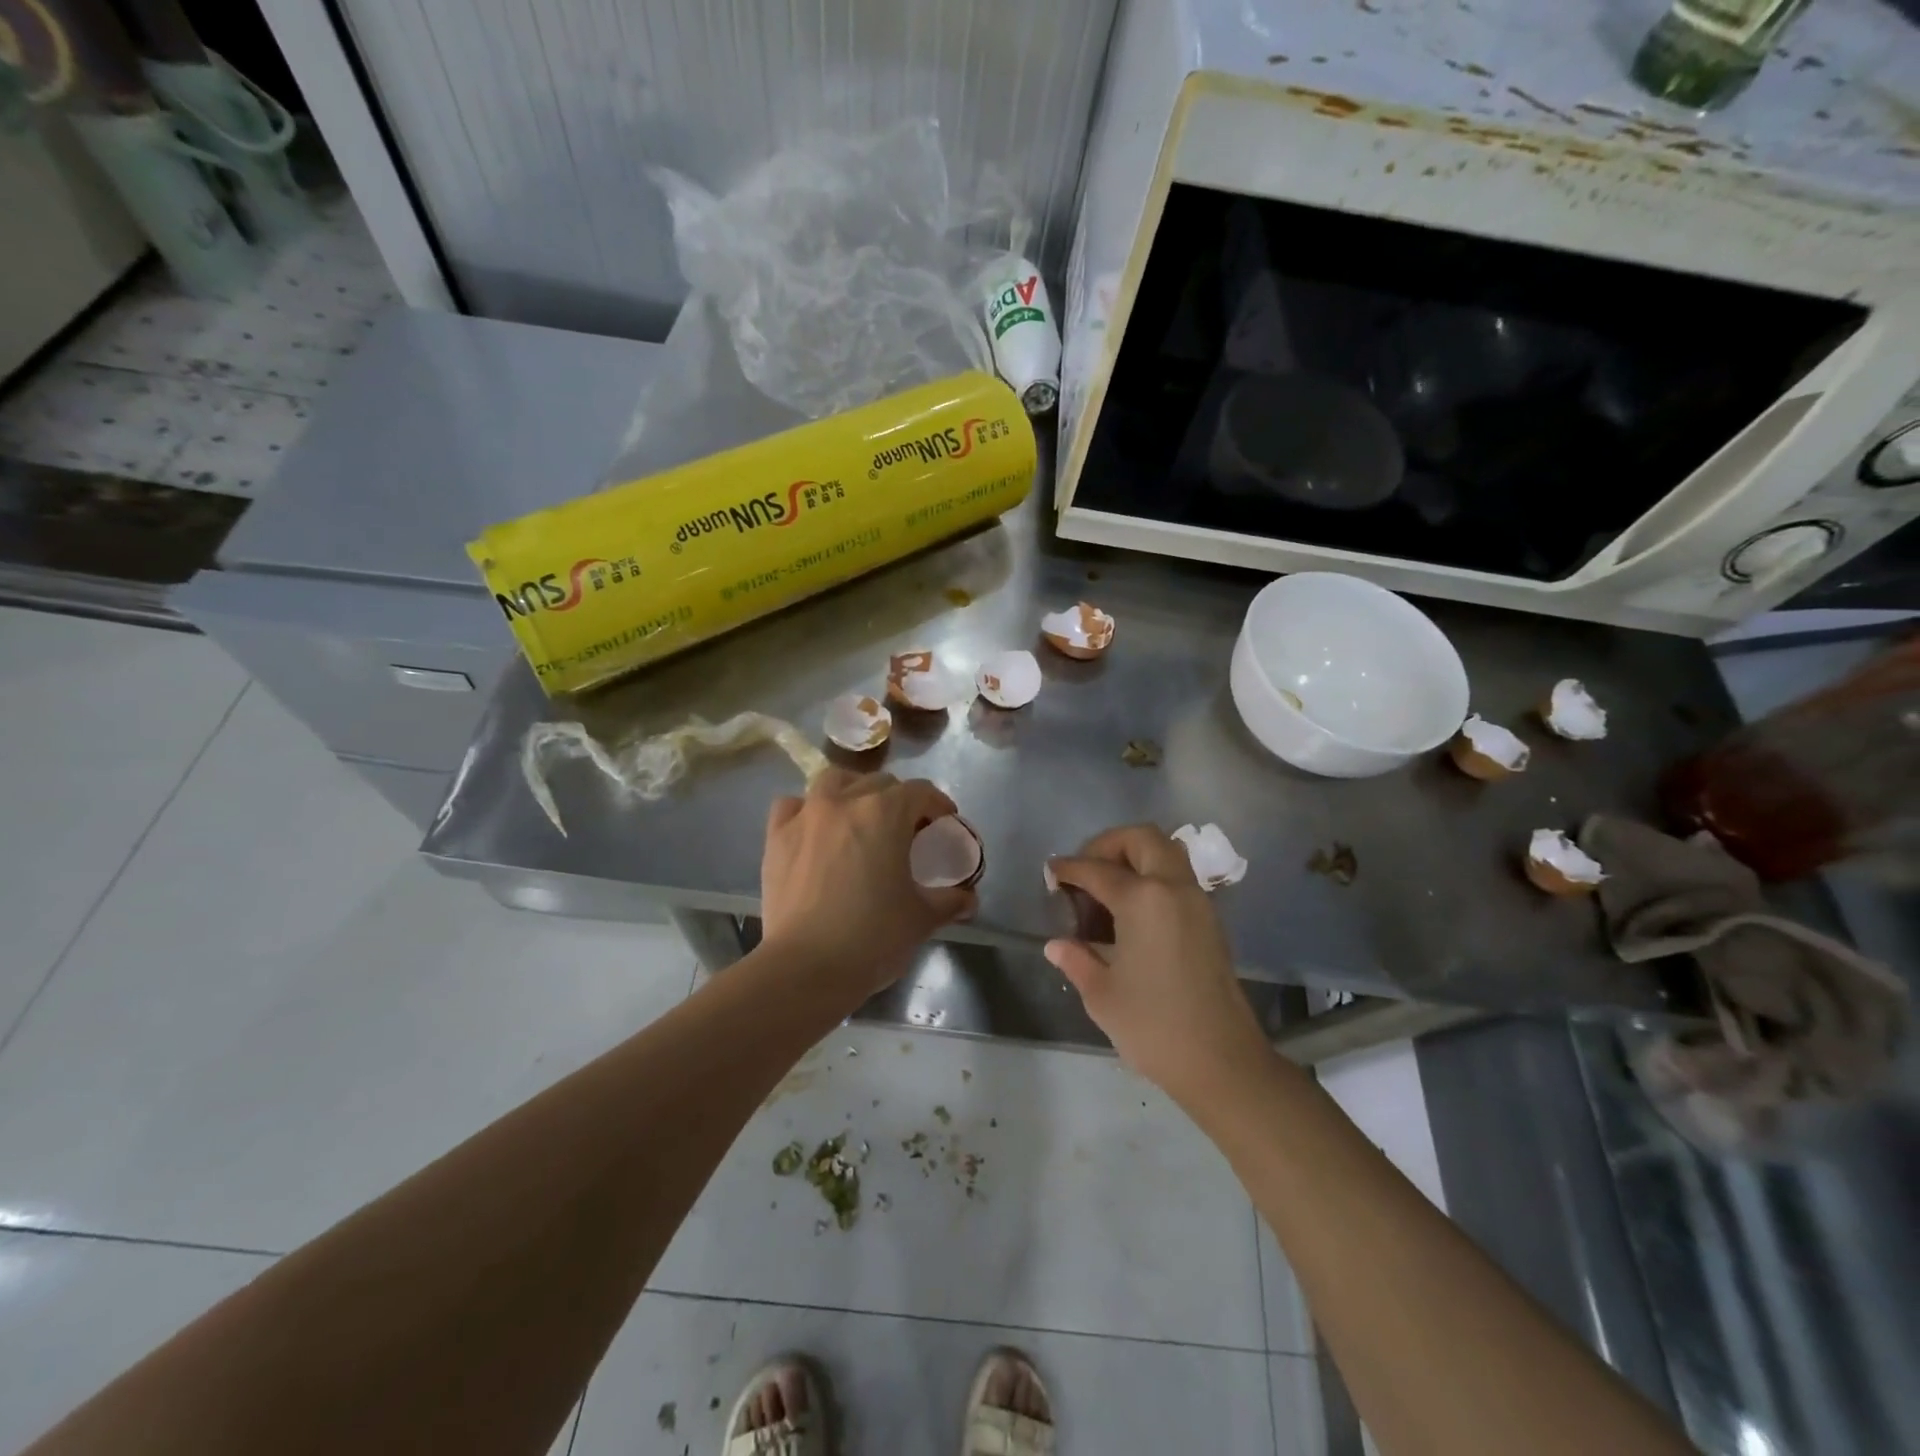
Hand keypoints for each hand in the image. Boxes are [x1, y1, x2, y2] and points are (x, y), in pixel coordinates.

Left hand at [761, 768, 975, 1002]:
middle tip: (906, 831)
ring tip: (859, 818)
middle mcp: (844, 802)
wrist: (805, 968)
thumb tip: (968, 899)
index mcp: (885, 813)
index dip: (938, 805)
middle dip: (898, 800)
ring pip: (833, 781)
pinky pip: (792, 805)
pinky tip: (815, 831)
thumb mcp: (922, 918)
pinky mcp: (776, 838)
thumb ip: (949, 901)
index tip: (945, 824)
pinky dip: (807, 810)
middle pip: (878, 783)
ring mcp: (805, 816)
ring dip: (852, 792)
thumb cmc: (873, 937)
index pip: (920, 792)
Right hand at [1046, 825, 1271, 1103]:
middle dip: (1108, 845)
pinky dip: (1153, 876)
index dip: (1069, 869)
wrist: (1222, 1062)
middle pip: (1141, 839)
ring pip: (1166, 851)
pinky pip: (1178, 876)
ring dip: (1135, 855)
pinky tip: (1131, 912)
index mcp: (1143, 899)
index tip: (1051, 873)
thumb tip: (1057, 944)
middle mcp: (1173, 888)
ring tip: (1107, 888)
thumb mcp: (1102, 994)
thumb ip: (1076, 959)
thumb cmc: (1154, 1026)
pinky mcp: (1209, 920)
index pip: (1097, 870)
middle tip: (1085, 871)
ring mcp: (1197, 901)